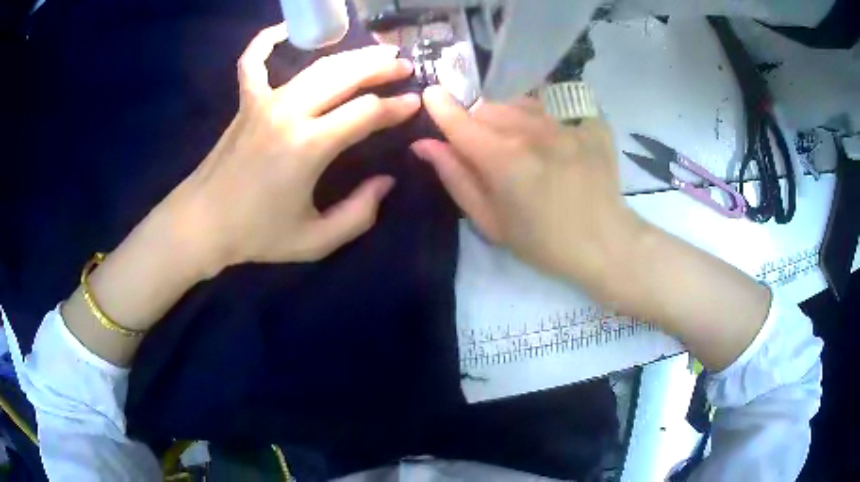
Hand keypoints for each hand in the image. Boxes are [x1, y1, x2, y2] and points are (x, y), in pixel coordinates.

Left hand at [173, 24, 419, 274]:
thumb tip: (386, 182)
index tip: (415, 103)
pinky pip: (253, 61)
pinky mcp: (245, 102)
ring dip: (351, 55)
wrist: (201, 224)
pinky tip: (287, 30)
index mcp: (308, 147)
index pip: (366, 113)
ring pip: (316, 65)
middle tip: (404, 65)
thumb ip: (359, 214)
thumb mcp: (315, 241)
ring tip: (376, 51)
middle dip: (381, 68)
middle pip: (345, 76)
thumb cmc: (256, 235)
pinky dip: (267, 41)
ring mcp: (264, 102)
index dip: (397, 107)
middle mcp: (289, 113)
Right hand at [411, 86, 640, 294]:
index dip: (440, 106)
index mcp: (502, 159)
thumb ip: (456, 177)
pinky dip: (541, 119)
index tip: (431, 94)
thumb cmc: (543, 242)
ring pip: (518, 104)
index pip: (459, 120)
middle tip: (487, 150)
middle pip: (487, 109)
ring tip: (521, 144)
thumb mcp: (491, 221)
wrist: (604, 242)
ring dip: (508, 117)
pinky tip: (551, 142)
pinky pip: (552, 108)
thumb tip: (424, 145)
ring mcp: (564, 124)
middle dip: (477, 122)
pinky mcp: (588, 123)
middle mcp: (531, 132)